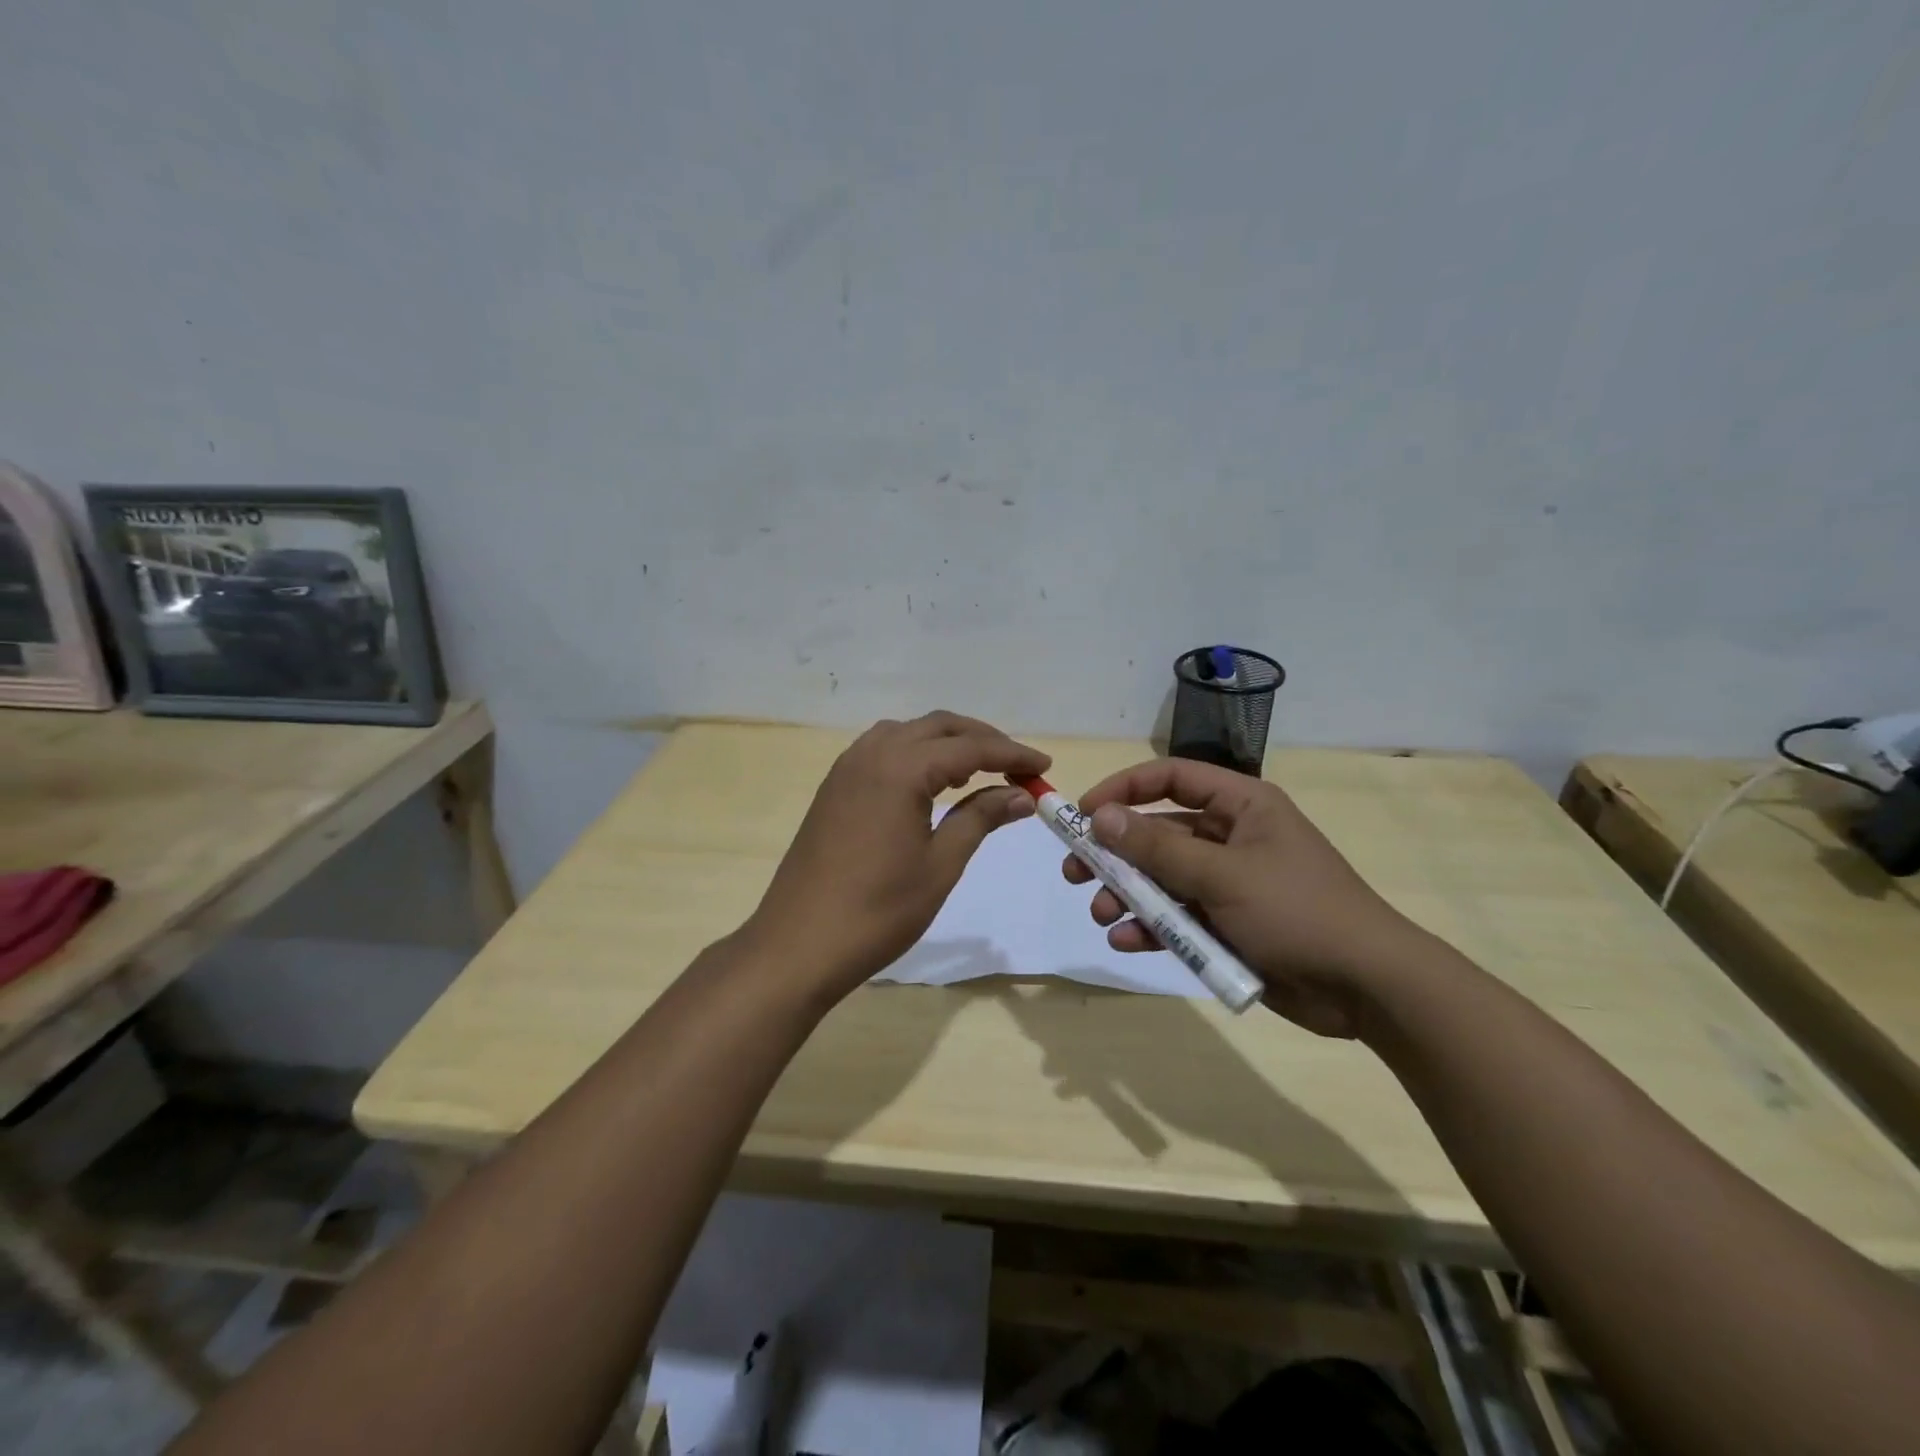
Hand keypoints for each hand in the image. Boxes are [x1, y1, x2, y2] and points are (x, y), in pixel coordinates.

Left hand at [746, 712, 1050, 998]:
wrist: (798, 945)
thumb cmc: (878, 910)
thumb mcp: (940, 864)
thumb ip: (981, 818)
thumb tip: (1021, 794)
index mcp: (900, 768)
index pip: (970, 748)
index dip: (1012, 754)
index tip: (1045, 767)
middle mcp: (871, 754)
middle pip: (938, 727)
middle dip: (982, 740)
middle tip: (1017, 767)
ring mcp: (846, 769)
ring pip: (907, 734)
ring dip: (946, 743)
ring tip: (978, 772)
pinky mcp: (834, 788)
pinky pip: (882, 751)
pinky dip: (915, 754)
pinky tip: (929, 783)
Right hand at [1061, 758, 1428, 1036]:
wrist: (1367, 988)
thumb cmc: (1297, 912)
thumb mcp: (1222, 875)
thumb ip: (1156, 848)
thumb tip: (1098, 816)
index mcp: (1242, 806)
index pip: (1171, 778)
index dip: (1124, 789)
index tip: (1083, 814)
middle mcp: (1231, 837)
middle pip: (1158, 833)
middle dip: (1115, 854)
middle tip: (1074, 872)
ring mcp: (1228, 883)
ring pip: (1161, 879)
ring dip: (1127, 895)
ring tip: (1101, 914)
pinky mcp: (1227, 924)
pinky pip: (1177, 917)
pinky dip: (1151, 928)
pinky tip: (1127, 941)